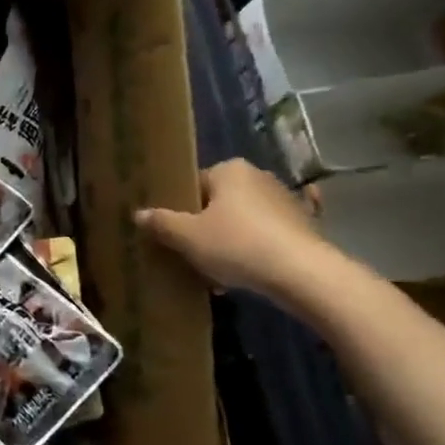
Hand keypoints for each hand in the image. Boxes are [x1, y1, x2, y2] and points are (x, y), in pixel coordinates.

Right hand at [136, 159, 338, 303]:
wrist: (304, 275)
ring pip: (245, 220)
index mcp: (229, 170)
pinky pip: (270, 235)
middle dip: (207, 227)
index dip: (180, 210)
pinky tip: (250, 271)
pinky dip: (259, 249)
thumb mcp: (187, 237)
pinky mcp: (306, 227)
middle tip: (193, 254)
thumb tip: (138, 214)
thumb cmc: (238, 245)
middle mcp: (259, 176)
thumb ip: (161, 223)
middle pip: (220, 202)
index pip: (194, 184)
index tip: (174, 234)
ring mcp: (287, 201)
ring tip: (220, 272)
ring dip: (232, 241)